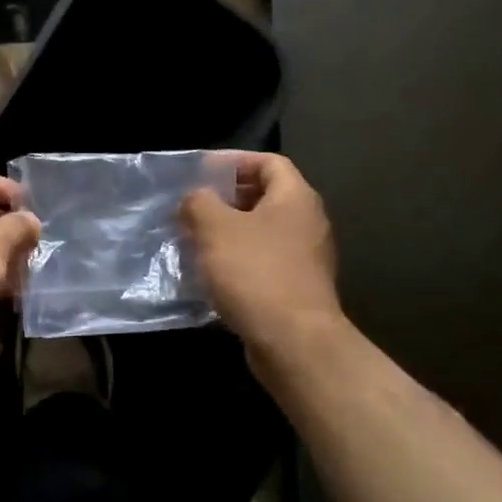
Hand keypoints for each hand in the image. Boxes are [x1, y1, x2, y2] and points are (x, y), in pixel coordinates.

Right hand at [181, 153, 342, 358]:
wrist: (293, 340)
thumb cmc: (255, 273)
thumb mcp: (215, 228)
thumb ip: (199, 203)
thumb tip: (195, 198)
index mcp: (295, 198)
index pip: (269, 162)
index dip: (234, 160)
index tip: (202, 171)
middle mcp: (308, 222)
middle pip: (266, 197)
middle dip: (227, 198)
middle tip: (193, 206)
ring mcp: (306, 258)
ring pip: (262, 232)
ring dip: (229, 232)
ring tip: (195, 239)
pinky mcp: (297, 288)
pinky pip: (263, 261)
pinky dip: (238, 260)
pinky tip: (212, 273)